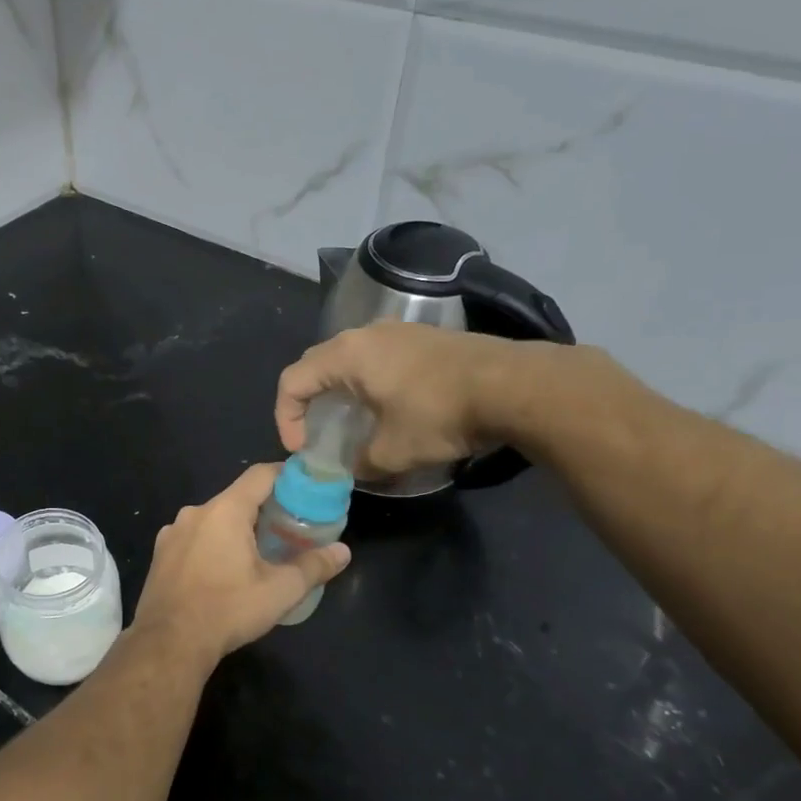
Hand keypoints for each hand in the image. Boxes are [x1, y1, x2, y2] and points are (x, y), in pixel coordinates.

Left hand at [132, 464, 350, 664]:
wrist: (169, 643)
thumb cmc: (227, 610)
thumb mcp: (279, 591)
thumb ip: (313, 567)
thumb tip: (343, 552)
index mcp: (225, 510)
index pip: (260, 475)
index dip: (286, 476)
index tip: (306, 488)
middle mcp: (195, 512)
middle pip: (236, 498)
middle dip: (264, 509)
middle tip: (288, 528)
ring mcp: (172, 533)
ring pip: (213, 520)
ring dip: (236, 530)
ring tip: (258, 554)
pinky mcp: (160, 554)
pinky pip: (193, 538)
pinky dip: (212, 545)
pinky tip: (222, 572)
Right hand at [275, 321, 592, 476]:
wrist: (514, 385)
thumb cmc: (440, 414)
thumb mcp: (393, 451)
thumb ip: (361, 463)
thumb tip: (354, 468)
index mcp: (346, 356)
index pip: (293, 381)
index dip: (286, 417)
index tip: (302, 449)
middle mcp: (365, 335)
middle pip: (317, 365)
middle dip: (309, 402)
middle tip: (317, 434)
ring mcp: (398, 331)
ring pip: (349, 359)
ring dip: (340, 391)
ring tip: (352, 422)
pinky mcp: (424, 338)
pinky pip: (378, 357)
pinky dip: (368, 382)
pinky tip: (389, 407)